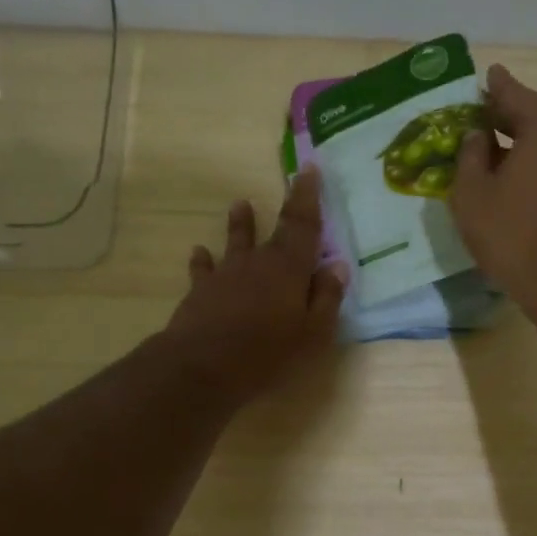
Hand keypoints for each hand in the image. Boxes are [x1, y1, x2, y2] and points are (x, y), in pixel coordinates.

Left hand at [163, 166, 346, 403]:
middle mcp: (258, 262)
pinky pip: (203, 270)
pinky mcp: (200, 291)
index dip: (308, 196)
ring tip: (239, 205)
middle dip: (286, 206)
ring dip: (240, 224)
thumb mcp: (312, 333)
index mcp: (290, 268)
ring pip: (236, 242)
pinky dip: (202, 261)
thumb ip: (326, 297)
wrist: (202, 366)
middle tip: (291, 182)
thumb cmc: (267, 352)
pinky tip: (198, 252)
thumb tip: (337, 266)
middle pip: (274, 230)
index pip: (303, 224)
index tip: (309, 169)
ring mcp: (226, 274)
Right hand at [449, 64, 536, 322]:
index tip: (486, 74)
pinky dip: (533, 156)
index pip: (514, 94)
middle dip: (506, 113)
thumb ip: (469, 155)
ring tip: (490, 142)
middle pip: (534, 114)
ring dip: (519, 138)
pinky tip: (511, 168)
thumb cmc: (511, 234)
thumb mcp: (472, 193)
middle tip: (479, 112)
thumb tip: (478, 135)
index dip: (495, 86)